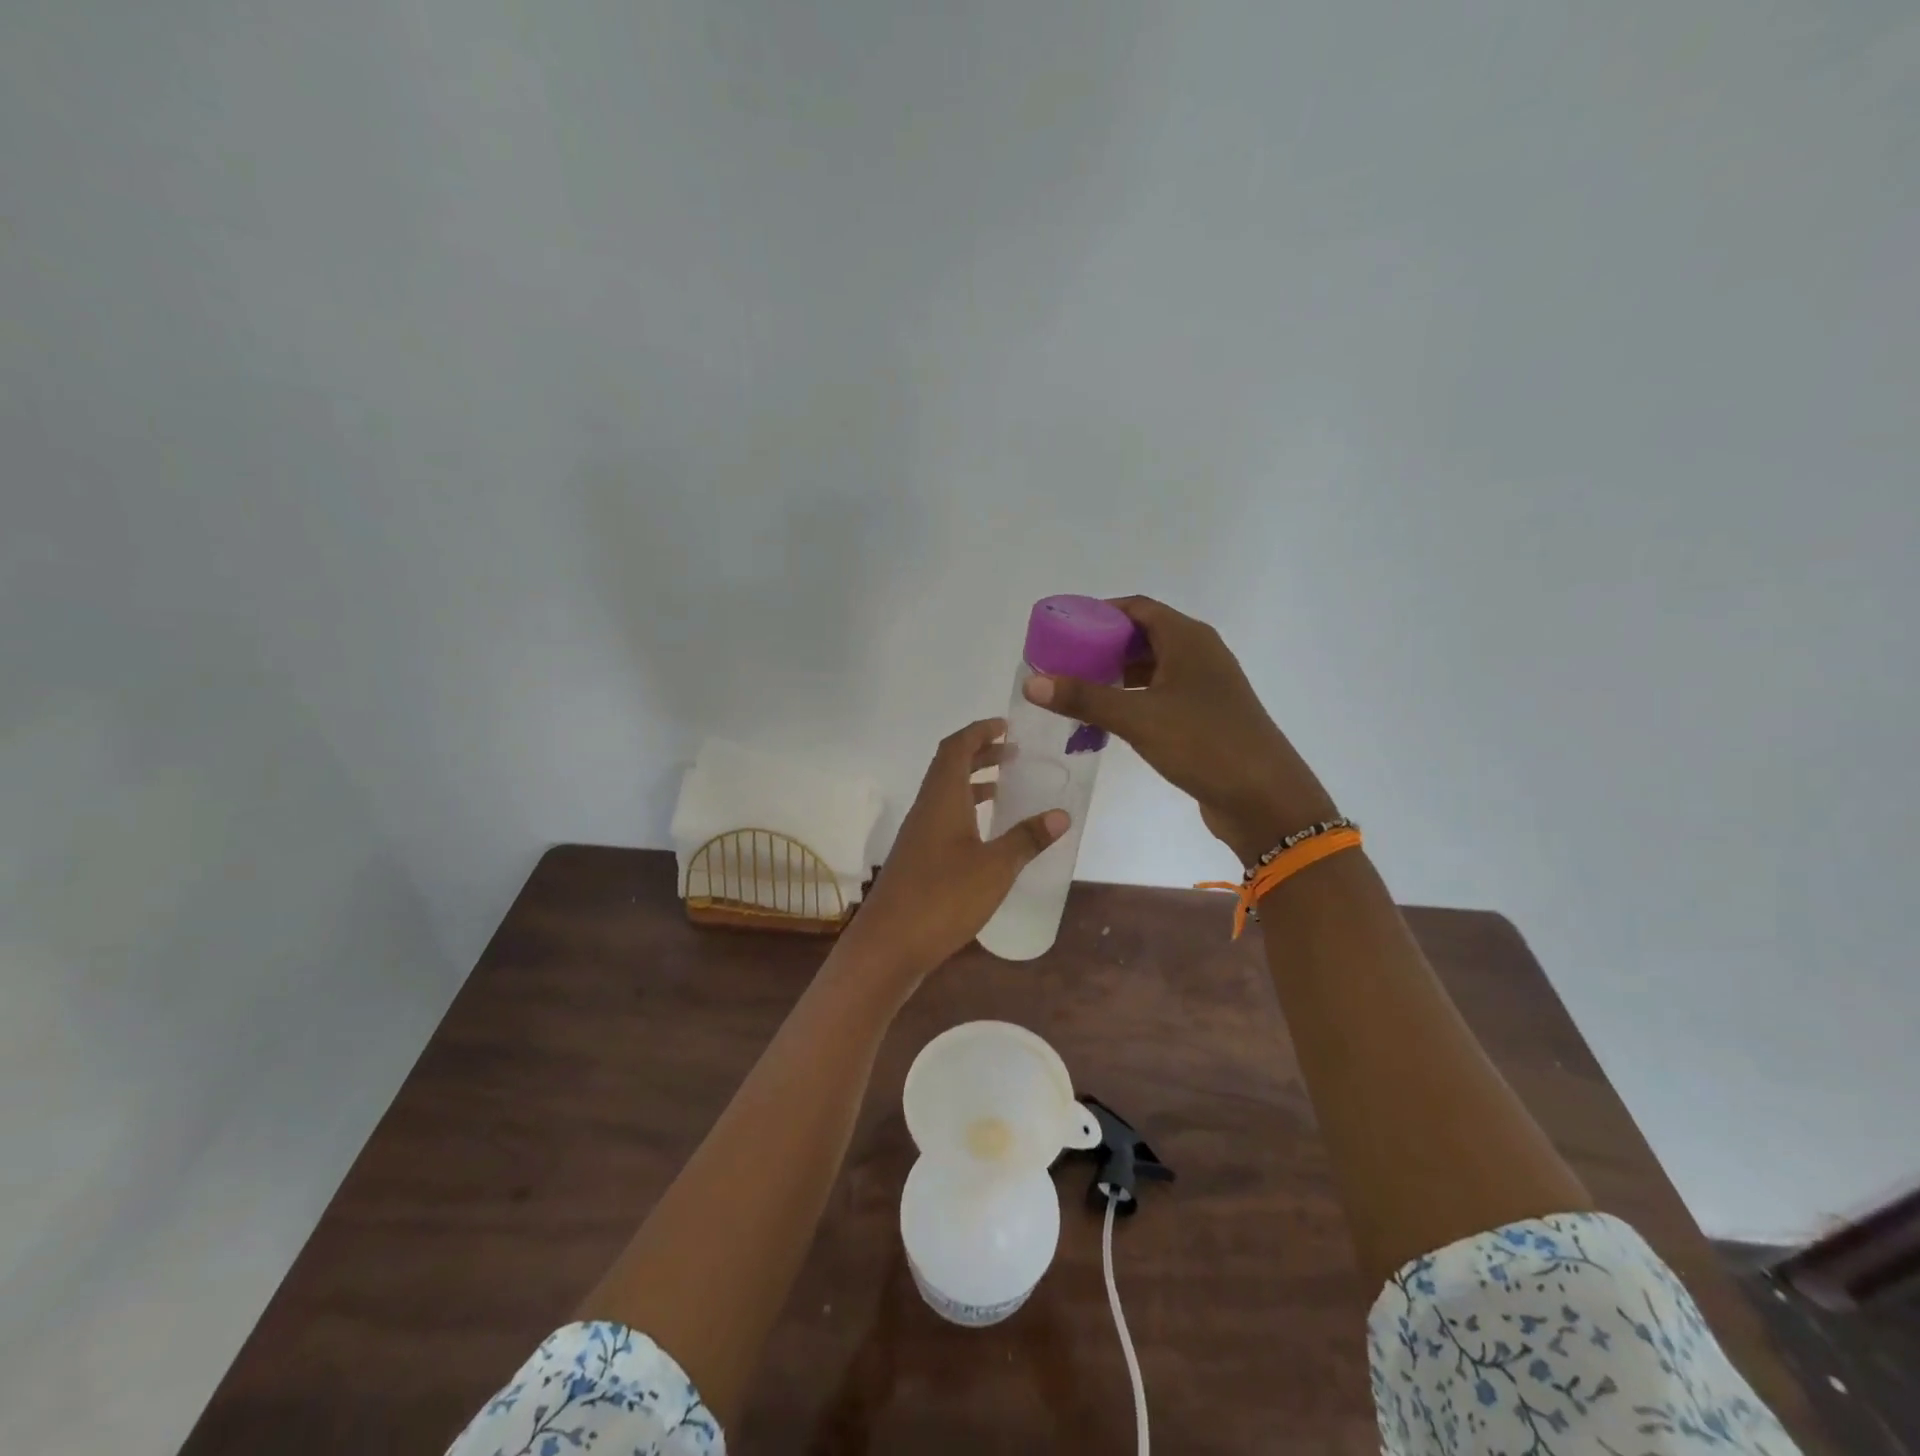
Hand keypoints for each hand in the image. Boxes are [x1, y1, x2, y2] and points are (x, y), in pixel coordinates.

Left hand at [842, 719, 1067, 983]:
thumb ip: (1027, 839)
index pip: (956, 747)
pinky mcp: (917, 859)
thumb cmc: (942, 898)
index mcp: (942, 798)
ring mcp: (918, 835)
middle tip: (1013, 753)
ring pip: (945, 794)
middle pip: (949, 767)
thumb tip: (1061, 814)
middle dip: (980, 754)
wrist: (888, 945)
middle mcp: (926, 809)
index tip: (1006, 725)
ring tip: (1005, 788)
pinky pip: (943, 818)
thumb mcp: (994, 868)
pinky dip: (966, 811)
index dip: (979, 731)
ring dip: (973, 783)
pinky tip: (985, 834)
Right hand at [1023, 597, 1336, 863]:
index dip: (1098, 613)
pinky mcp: (1205, 716)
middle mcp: (1199, 654)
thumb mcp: (1138, 718)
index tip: (1062, 629)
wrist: (1266, 799)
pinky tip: (1108, 719)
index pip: (1136, 608)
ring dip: (1116, 676)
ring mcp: (1205, 687)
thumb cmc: (1204, 744)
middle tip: (1062, 663)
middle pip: (1143, 636)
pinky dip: (1133, 700)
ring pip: (1152, 669)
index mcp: (1188, 639)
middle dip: (1102, 646)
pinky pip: (1161, 695)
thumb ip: (1084, 697)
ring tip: (1076, 690)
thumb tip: (1032, 682)